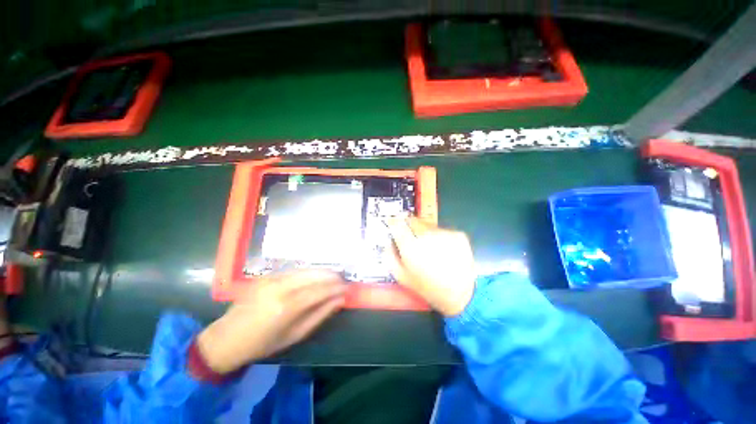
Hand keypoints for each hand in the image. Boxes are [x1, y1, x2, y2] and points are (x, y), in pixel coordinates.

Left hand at [196, 270, 345, 373]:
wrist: (227, 338)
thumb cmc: (263, 343)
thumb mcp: (295, 335)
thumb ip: (319, 315)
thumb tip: (339, 300)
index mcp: (286, 307)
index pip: (319, 291)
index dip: (336, 288)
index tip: (348, 287)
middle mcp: (280, 288)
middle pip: (313, 275)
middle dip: (331, 275)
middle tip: (343, 279)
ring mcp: (272, 279)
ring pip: (305, 269)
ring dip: (322, 271)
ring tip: (334, 275)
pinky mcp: (267, 275)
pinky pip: (294, 270)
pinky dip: (309, 272)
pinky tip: (316, 275)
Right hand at [387, 217, 475, 316]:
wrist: (460, 295)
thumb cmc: (428, 288)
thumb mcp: (401, 277)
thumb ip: (389, 256)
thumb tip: (387, 241)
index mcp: (411, 246)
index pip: (397, 224)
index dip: (394, 223)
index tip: (394, 224)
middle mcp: (427, 235)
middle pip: (413, 220)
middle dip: (410, 226)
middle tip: (413, 238)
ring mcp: (444, 233)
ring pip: (428, 225)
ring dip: (425, 232)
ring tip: (430, 248)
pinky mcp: (458, 234)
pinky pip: (442, 230)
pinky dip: (440, 237)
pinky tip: (443, 250)